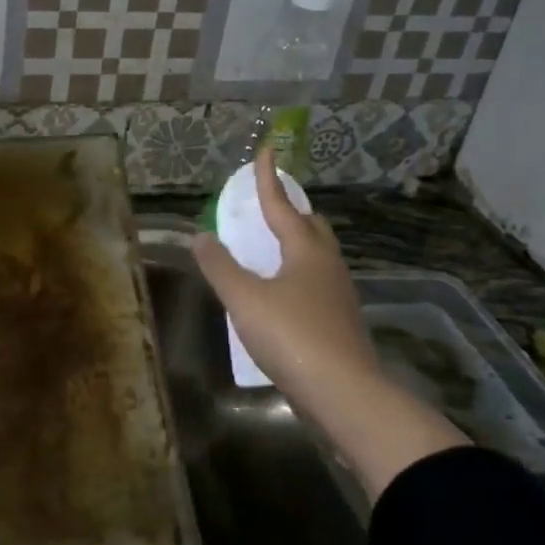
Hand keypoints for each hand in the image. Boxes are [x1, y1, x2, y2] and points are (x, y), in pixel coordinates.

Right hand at [191, 145, 382, 421]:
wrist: (344, 393)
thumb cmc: (291, 335)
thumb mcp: (244, 299)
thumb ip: (220, 266)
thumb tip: (200, 236)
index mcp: (306, 250)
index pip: (282, 204)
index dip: (268, 179)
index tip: (266, 151)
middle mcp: (327, 264)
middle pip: (310, 226)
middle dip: (290, 210)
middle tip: (269, 204)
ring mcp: (338, 294)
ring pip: (317, 255)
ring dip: (296, 243)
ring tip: (272, 246)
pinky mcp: (340, 321)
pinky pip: (316, 281)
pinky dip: (298, 273)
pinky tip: (283, 292)